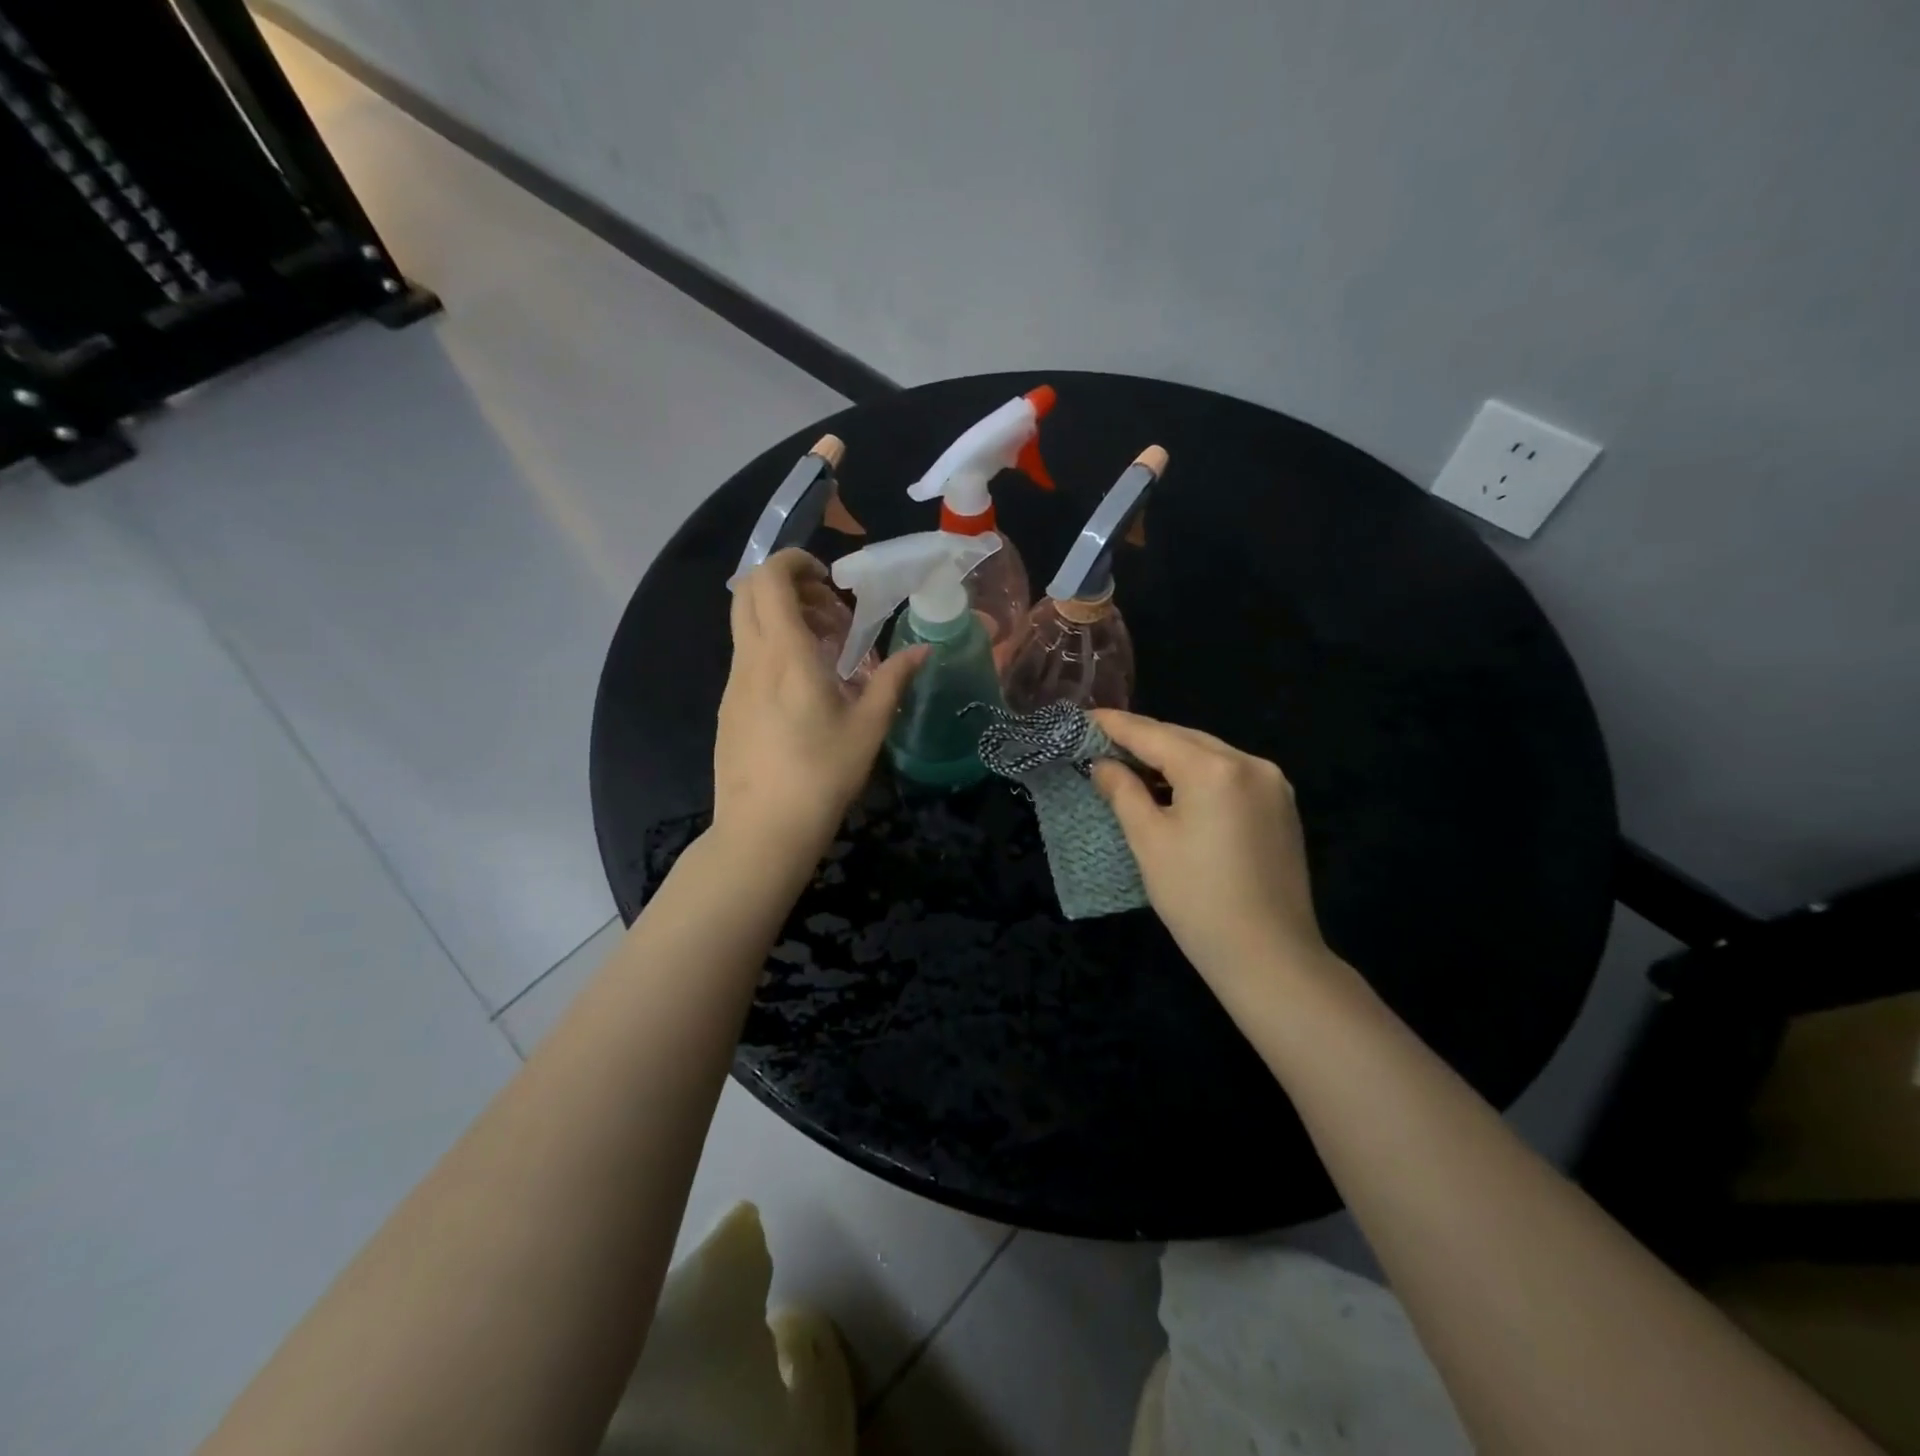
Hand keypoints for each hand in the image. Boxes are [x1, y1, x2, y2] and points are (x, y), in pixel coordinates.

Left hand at [713, 550, 925, 865]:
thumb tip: (923, 651)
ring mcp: (733, 684)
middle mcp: (750, 659)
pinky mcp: (727, 707)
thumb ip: (893, 680)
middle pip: (749, 593)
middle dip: (788, 585)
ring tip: (823, 650)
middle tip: (829, 611)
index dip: (794, 562)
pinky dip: (771, 648)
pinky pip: (746, 656)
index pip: (770, 579)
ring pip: (746, 625)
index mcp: (785, 654)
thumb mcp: (868, 727)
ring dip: (781, 619)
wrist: (763, 830)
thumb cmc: (822, 775)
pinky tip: (801, 687)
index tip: (829, 578)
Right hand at [1090, 710, 1330, 1004]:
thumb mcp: (1149, 842)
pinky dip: (1198, 774)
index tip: (1084, 717)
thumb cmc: (1197, 899)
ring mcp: (1273, 784)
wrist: (1269, 957)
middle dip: (1144, 739)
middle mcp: (1250, 763)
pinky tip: (1175, 788)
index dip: (1116, 725)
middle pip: (1185, 739)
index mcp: (1214, 769)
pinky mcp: (1281, 807)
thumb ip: (1123, 792)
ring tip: (1132, 764)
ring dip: (1171, 756)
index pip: (1154, 734)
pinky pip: (1230, 775)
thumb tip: (1102, 763)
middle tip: (1102, 743)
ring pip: (1210, 755)